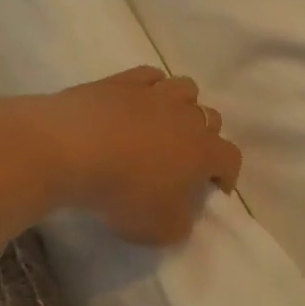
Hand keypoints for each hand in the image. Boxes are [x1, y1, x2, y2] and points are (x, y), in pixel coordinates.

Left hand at [22, 66, 241, 245]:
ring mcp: (156, 93)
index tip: (214, 189)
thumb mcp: (158, 229)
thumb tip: (182, 215)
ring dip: (182, 106)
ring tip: (163, 124)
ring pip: (186, 89)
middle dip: (205, 138)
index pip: (231, 158)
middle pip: (211, 119)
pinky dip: (150, 88)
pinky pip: (150, 76)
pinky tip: (136, 103)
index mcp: (204, 151)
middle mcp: (188, 116)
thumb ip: (179, 224)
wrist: (72, 149)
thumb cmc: (123, 192)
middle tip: (183, 159)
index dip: (227, 175)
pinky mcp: (124, 81)